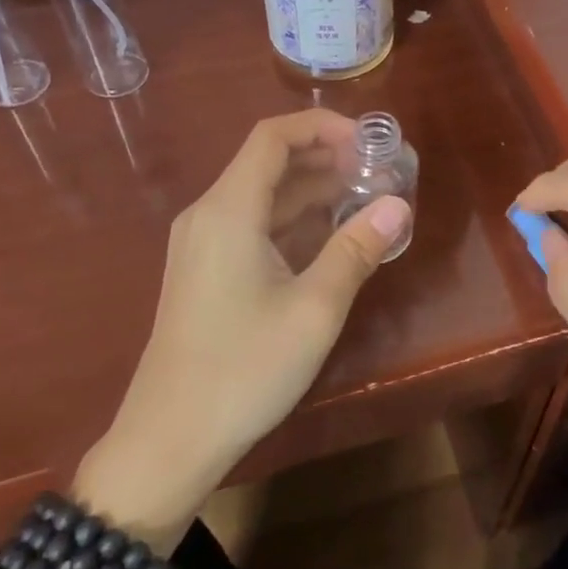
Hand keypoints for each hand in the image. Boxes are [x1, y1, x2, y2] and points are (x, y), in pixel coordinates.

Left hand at [77, 110, 409, 536]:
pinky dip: (296, 223)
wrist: (169, 441)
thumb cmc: (244, 369)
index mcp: (229, 211)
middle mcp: (210, 215)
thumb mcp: (314, 309)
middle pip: (270, 163)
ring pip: (266, 197)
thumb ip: (357, 249)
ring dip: (315, 192)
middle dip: (328, 159)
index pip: (273, 137)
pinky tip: (335, 237)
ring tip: (369, 199)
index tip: (370, 143)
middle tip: (381, 172)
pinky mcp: (208, 272)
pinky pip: (256, 227)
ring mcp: (204, 245)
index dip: (323, 128)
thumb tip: (398, 205)